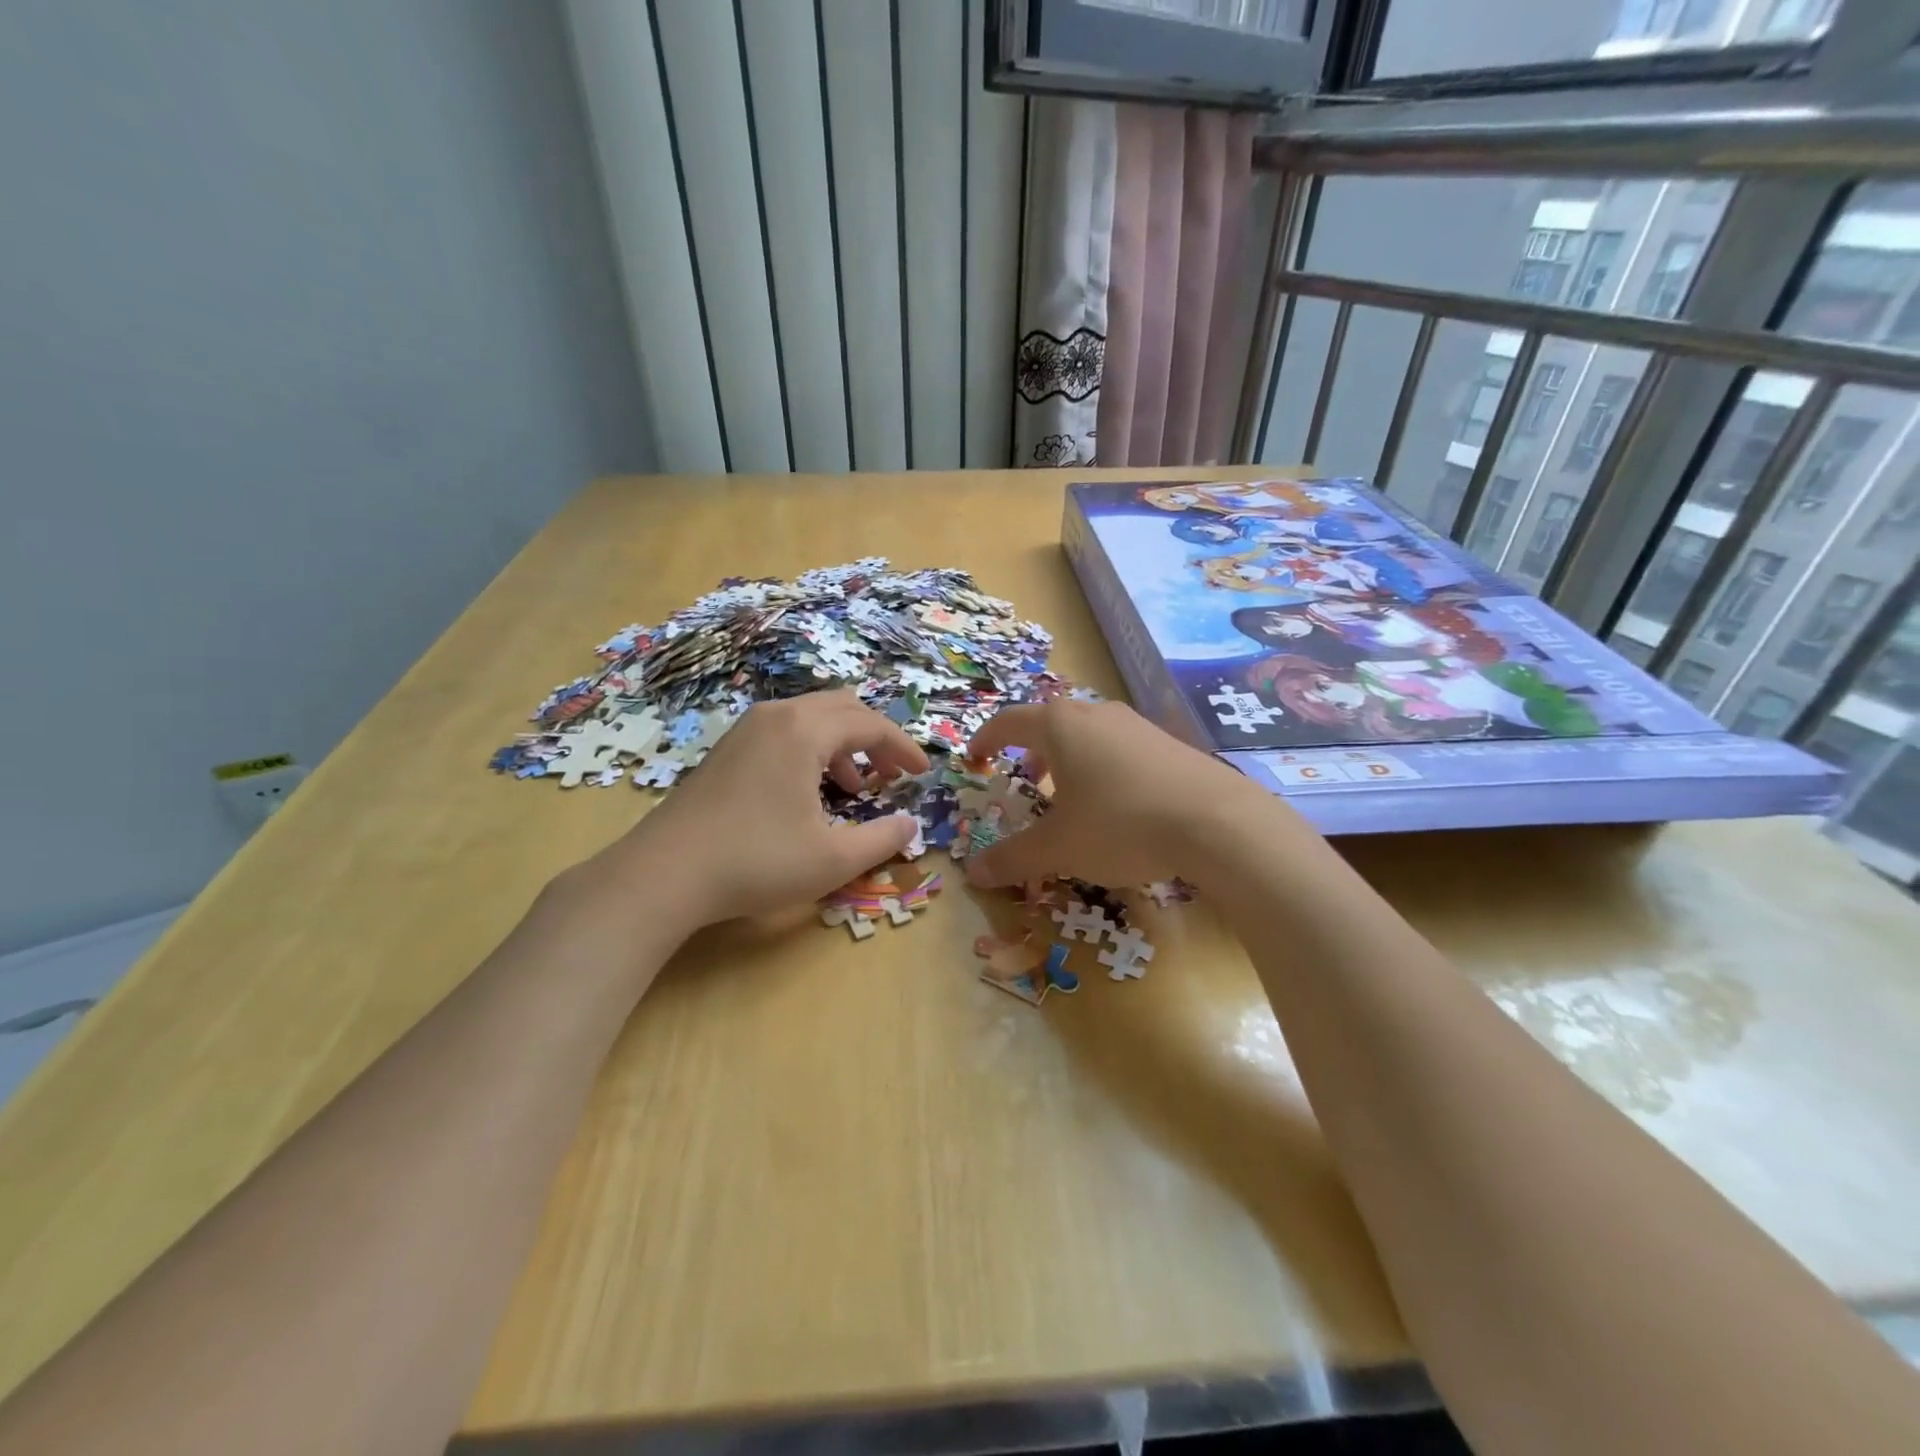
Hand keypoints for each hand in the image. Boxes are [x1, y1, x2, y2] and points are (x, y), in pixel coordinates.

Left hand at [592, 690, 928, 927]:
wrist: (664, 874)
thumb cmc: (756, 861)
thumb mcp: (832, 859)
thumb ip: (881, 839)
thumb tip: (910, 826)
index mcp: (805, 730)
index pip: (870, 723)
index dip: (902, 747)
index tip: (923, 773)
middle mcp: (776, 716)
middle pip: (842, 708)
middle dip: (875, 738)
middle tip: (894, 772)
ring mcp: (746, 729)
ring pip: (811, 718)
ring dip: (843, 744)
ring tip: (856, 787)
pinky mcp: (728, 749)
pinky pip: (785, 732)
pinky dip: (812, 750)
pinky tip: (810, 791)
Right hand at [962, 700, 1287, 889]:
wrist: (1217, 822)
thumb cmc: (1120, 824)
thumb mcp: (1059, 847)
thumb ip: (1013, 857)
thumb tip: (972, 872)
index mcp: (1060, 725)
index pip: (1008, 722)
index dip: (986, 740)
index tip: (975, 759)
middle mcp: (1096, 714)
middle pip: (1050, 722)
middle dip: (1031, 751)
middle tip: (1025, 779)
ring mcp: (1136, 725)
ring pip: (1088, 733)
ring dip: (1068, 759)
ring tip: (1070, 795)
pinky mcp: (1167, 743)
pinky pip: (1119, 747)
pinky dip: (1102, 767)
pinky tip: (1117, 804)